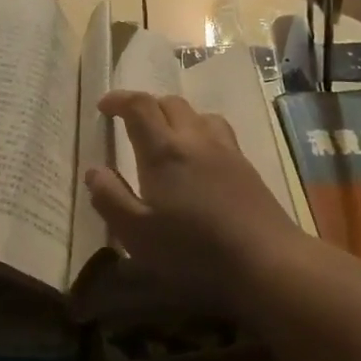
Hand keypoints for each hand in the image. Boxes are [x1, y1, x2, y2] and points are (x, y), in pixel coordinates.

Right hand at [84, 92, 299, 318]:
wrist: (266, 261)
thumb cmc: (193, 250)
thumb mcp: (137, 234)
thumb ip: (110, 198)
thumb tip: (94, 171)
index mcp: (163, 150)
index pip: (139, 106)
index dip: (119, 99)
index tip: (104, 106)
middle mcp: (194, 139)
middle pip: (169, 103)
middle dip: (146, 106)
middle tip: (130, 124)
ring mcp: (225, 150)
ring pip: (197, 114)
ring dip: (176, 117)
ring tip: (166, 138)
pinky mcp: (246, 166)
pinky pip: (218, 131)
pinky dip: (200, 132)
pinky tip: (200, 159)